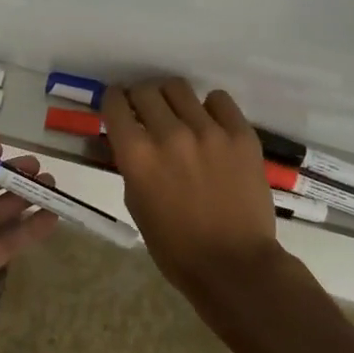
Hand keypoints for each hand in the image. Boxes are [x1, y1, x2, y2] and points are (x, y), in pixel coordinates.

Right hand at [103, 78, 281, 295]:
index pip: (115, 104)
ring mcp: (208, 131)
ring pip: (179, 88)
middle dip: (140, 97)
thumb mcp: (135, 203)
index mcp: (137, 155)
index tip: (118, 104)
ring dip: (171, 98)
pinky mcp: (240, 135)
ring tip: (178, 113)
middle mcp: (169, 134)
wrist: (234, 264)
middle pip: (146, 90)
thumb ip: (131, 165)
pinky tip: (209, 123)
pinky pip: (219, 100)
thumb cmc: (175, 246)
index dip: (113, 100)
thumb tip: (131, 140)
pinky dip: (209, 107)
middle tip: (146, 110)